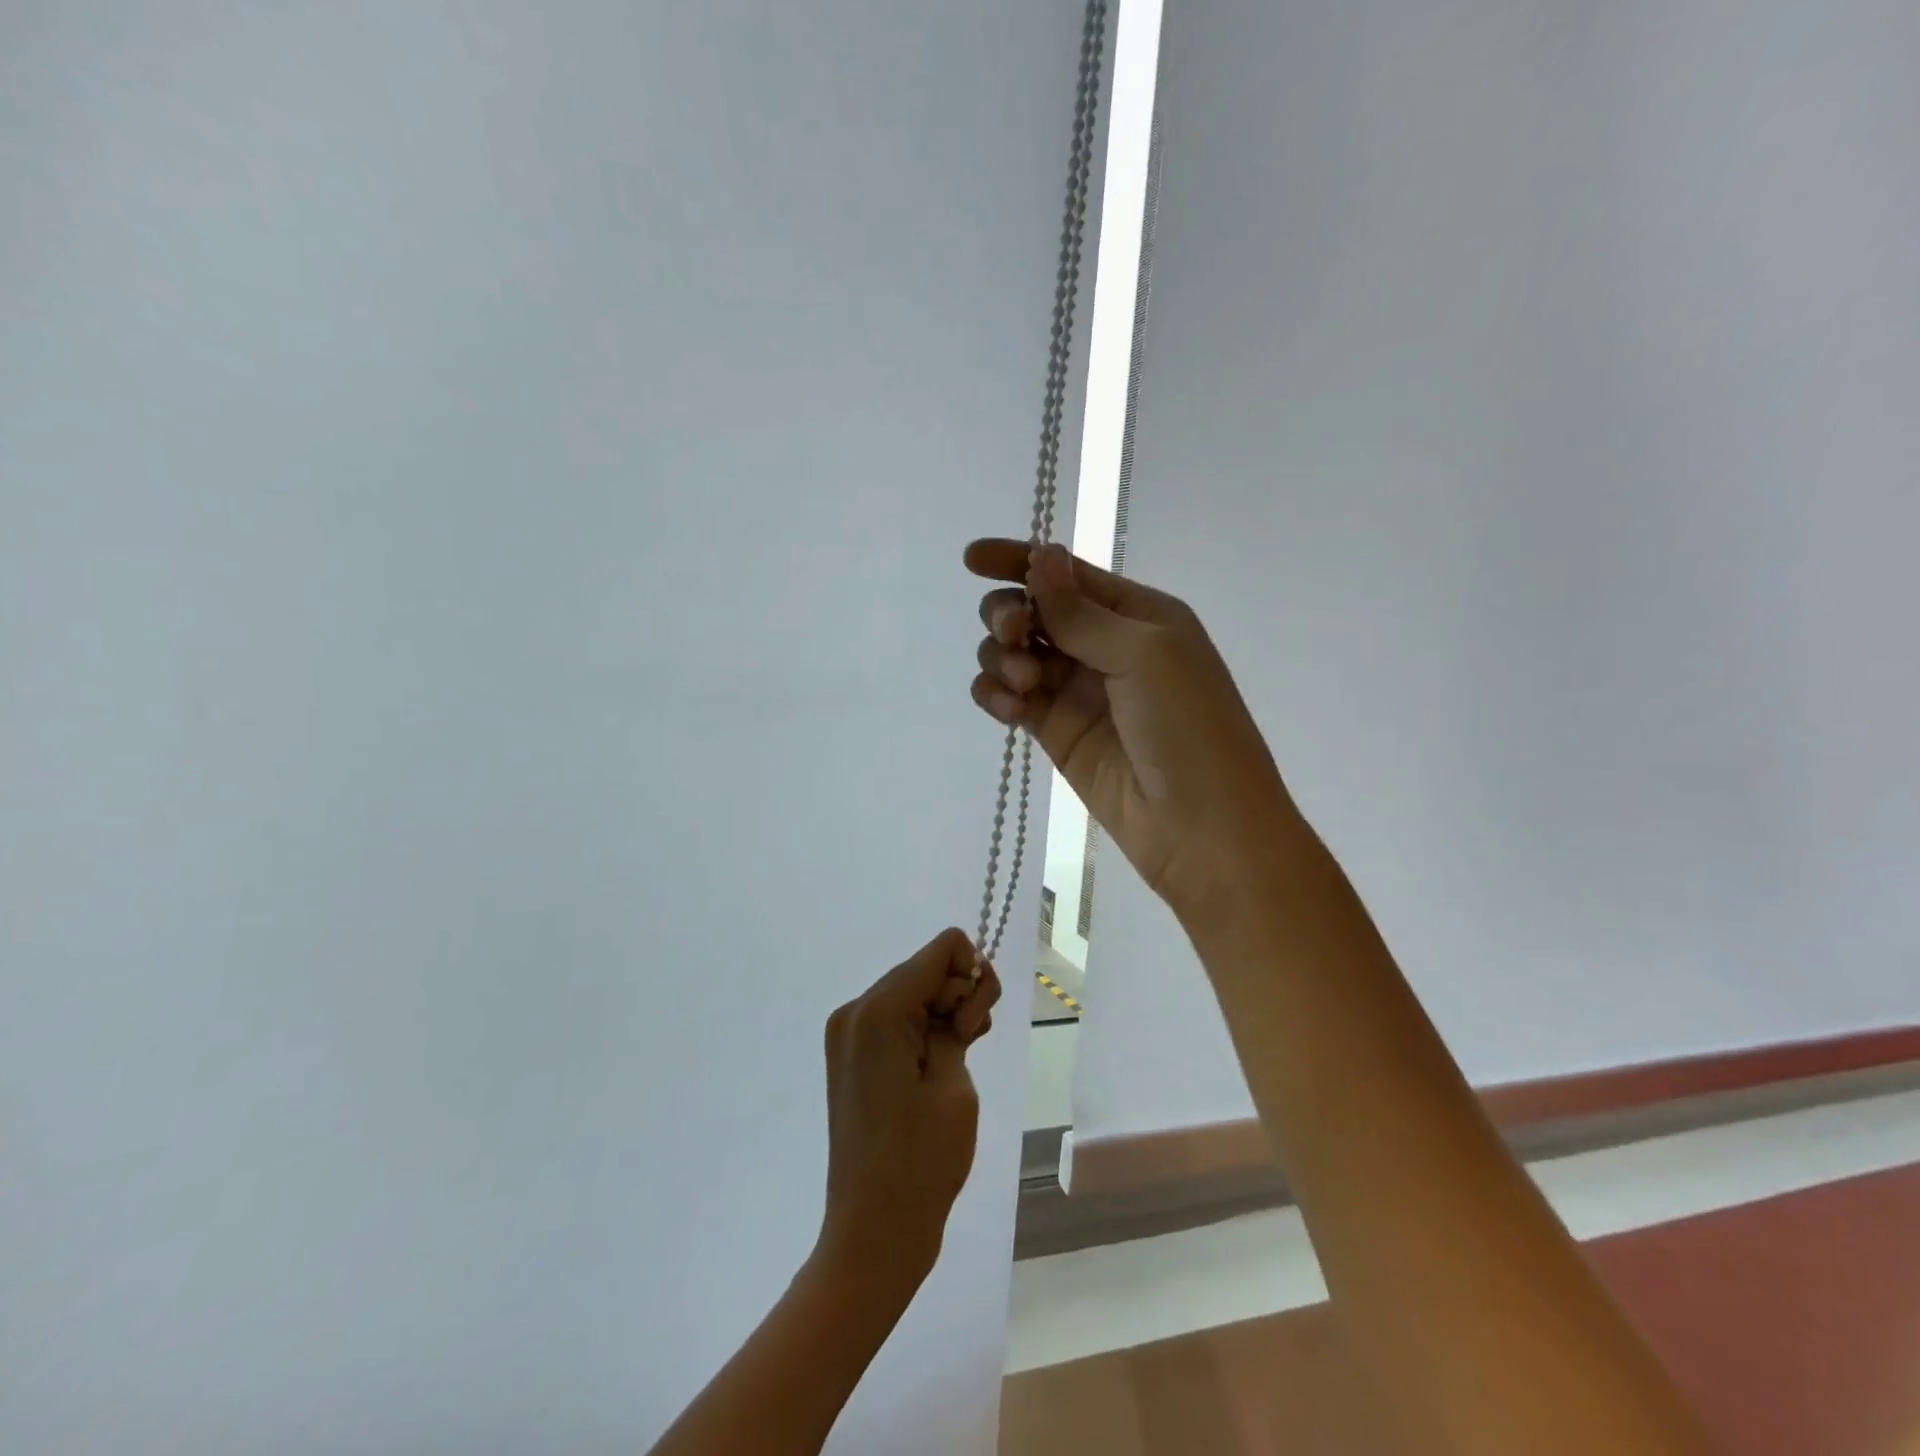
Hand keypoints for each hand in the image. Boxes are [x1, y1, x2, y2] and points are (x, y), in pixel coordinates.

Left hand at [816, 928, 1000, 1294]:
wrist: (873, 1234)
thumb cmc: (922, 1162)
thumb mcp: (955, 1083)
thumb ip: (958, 1021)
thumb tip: (958, 991)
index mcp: (878, 1010)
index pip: (942, 949)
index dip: (972, 976)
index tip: (973, 1026)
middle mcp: (855, 1010)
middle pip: (927, 968)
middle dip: (959, 996)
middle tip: (968, 1048)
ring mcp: (849, 1033)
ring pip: (915, 992)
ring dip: (945, 1015)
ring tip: (956, 1064)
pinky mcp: (852, 1056)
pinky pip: (899, 1019)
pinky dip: (925, 1030)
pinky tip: (938, 1066)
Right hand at [966, 538, 1293, 923]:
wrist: (1201, 828)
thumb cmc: (1190, 728)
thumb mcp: (1145, 654)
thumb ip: (1082, 611)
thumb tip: (1042, 555)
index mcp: (1137, 614)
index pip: (1067, 574)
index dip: (1018, 560)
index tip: (971, 560)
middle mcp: (1104, 645)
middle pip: (1033, 610)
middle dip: (1010, 613)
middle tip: (1014, 634)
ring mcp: (1076, 690)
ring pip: (1014, 652)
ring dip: (1003, 657)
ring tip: (1024, 686)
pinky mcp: (1055, 732)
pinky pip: (1009, 697)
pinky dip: (996, 694)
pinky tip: (1009, 708)